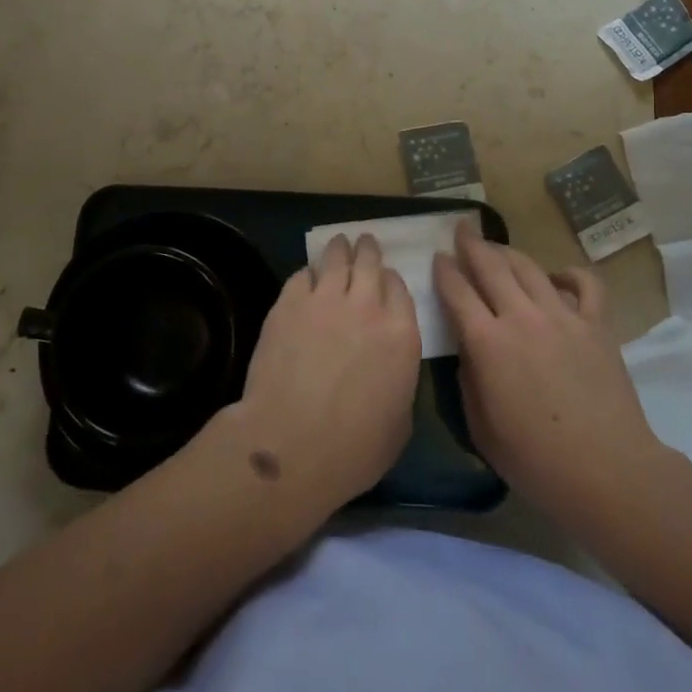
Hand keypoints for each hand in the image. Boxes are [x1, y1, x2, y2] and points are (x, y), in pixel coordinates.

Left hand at [222, 233, 420, 518]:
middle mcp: (367, 307)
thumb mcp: (400, 422)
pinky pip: (302, 275)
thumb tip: (390, 368)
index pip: (400, 289)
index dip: (391, 281)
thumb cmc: (354, 449)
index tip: (386, 279)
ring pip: (336, 259)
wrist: (292, 444)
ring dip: (340, 249)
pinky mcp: (289, 303)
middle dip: (368, 250)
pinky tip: (307, 276)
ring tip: (339, 242)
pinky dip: (308, 273)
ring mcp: (325, 300)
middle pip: (370, 263)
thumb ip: (399, 380)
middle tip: (365, 243)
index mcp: (401, 335)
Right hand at [434, 222, 666, 528]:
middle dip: (472, 243)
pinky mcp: (596, 324)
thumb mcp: (480, 427)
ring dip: (508, 252)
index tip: (438, 256)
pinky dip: (568, 273)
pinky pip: (584, 283)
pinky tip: (557, 277)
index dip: (444, 269)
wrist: (606, 472)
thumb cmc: (535, 460)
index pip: (457, 290)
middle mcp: (521, 317)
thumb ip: (468, 380)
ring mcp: (562, 316)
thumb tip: (470, 350)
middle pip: (491, 265)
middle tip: (462, 229)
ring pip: (529, 267)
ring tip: (498, 248)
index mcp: (487, 342)